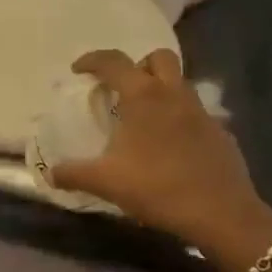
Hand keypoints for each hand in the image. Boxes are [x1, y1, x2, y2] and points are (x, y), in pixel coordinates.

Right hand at [50, 49, 271, 255]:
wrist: (220, 213)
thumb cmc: (157, 188)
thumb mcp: (106, 182)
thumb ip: (74, 174)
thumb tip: (50, 174)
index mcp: (144, 97)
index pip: (114, 62)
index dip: (93, 60)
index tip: (78, 70)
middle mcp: (174, 95)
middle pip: (158, 58)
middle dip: (138, 66)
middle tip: (121, 90)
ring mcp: (202, 113)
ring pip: (180, 84)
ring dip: (160, 90)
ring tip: (143, 120)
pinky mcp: (220, 133)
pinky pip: (195, 114)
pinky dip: (179, 120)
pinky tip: (170, 148)